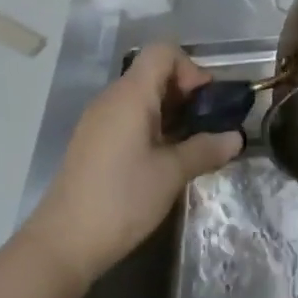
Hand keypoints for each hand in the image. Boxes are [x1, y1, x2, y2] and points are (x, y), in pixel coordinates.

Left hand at [24, 44, 242, 291]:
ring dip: (170, 111)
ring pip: (142, 96)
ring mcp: (99, 120)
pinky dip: (151, 126)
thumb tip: (235, 138)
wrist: (62, 245)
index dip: (190, 68)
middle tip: (206, 125)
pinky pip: (128, 116)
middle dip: (185, 92)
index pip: (163, 52)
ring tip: (189, 144)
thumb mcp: (172, 174)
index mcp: (131, 95)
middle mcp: (112, 99)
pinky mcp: (93, 142)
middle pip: (154, 72)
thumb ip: (206, 149)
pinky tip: (163, 158)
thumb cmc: (121, 200)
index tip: (205, 102)